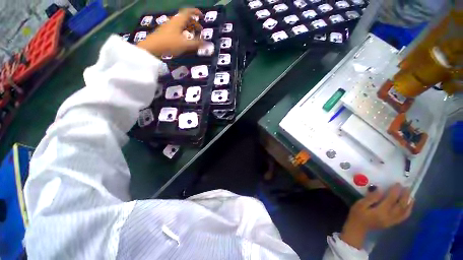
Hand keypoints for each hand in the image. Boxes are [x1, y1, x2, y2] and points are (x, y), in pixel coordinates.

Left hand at [137, 8, 203, 56]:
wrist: (152, 47)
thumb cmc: (169, 44)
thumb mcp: (185, 45)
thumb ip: (197, 44)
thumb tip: (208, 44)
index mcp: (178, 21)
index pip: (188, 12)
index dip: (196, 12)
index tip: (202, 17)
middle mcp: (173, 21)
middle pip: (185, 18)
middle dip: (194, 23)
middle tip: (200, 31)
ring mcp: (168, 26)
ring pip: (181, 24)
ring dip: (188, 28)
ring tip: (193, 36)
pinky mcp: (165, 32)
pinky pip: (177, 29)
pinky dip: (183, 32)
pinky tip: (184, 39)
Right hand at [340, 184, 413, 248]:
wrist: (358, 228)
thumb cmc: (357, 214)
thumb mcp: (360, 204)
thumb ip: (370, 198)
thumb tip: (380, 190)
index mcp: (381, 211)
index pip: (391, 199)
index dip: (395, 191)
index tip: (398, 183)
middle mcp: (389, 217)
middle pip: (400, 206)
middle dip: (405, 196)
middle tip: (407, 187)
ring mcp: (392, 221)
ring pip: (404, 212)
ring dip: (409, 203)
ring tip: (411, 195)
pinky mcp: (392, 223)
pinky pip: (403, 217)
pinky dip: (408, 211)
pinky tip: (409, 206)